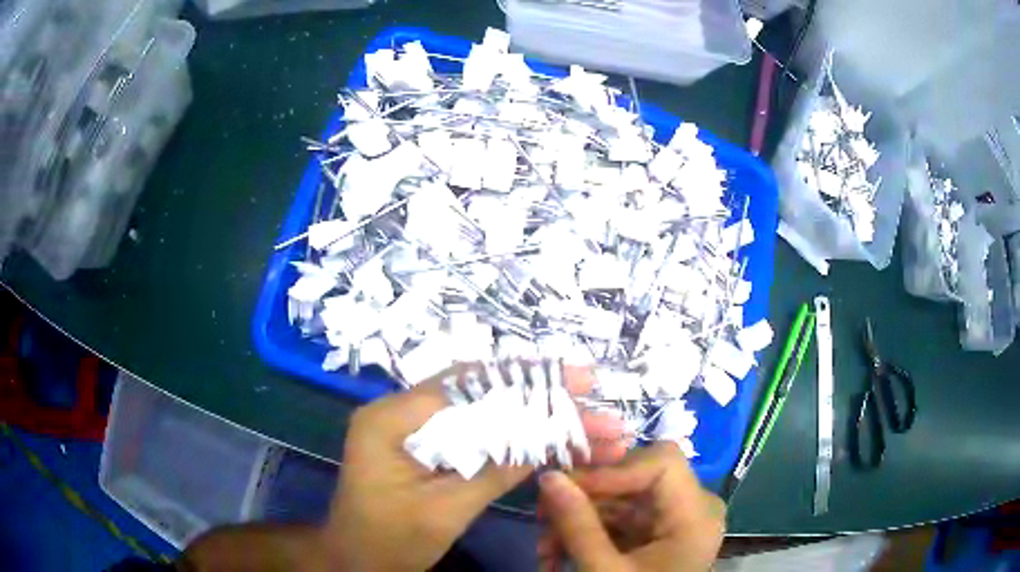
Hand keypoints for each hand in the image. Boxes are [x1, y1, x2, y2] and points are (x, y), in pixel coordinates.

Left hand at [323, 365, 628, 571]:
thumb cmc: (388, 540)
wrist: (355, 561)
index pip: (467, 385)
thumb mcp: (443, 510)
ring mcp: (413, 429)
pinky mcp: (426, 447)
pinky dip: (514, 438)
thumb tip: (549, 437)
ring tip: (587, 425)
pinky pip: (475, 434)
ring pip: (483, 413)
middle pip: (479, 393)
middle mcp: (400, 412)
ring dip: (533, 418)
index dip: (525, 380)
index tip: (577, 380)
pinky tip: (551, 440)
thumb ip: (494, 471)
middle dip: (539, 398)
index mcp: (390, 418)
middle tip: (592, 398)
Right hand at [537, 442, 725, 571]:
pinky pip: (620, 519)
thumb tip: (547, 476)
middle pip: (637, 478)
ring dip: (578, 521)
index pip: (662, 462)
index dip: (612, 468)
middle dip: (584, 499)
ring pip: (621, 500)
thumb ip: (577, 525)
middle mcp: (693, 508)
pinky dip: (588, 533)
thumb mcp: (604, 571)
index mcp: (696, 515)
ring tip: (544, 551)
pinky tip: (559, 556)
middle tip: (541, 517)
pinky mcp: (658, 533)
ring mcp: (675, 520)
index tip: (564, 485)